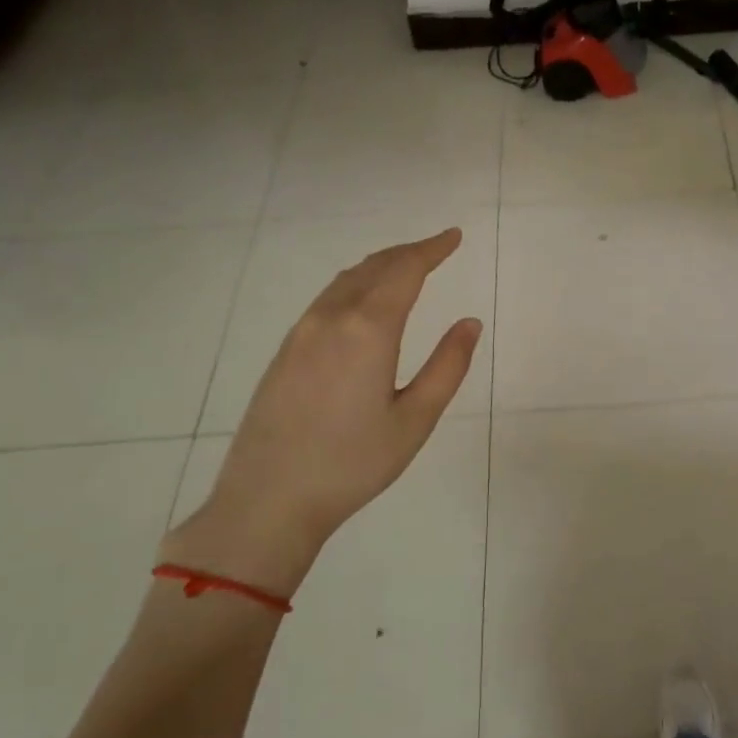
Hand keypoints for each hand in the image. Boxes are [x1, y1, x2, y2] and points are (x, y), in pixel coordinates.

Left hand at [159, 228, 482, 597]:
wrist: (267, 500)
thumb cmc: (352, 464)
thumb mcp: (415, 420)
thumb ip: (447, 366)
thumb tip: (469, 322)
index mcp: (368, 330)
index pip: (405, 271)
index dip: (432, 249)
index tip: (454, 236)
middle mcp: (331, 319)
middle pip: (373, 268)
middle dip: (408, 253)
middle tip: (437, 248)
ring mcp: (301, 333)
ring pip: (345, 281)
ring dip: (379, 267)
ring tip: (405, 268)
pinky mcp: (285, 352)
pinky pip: (326, 300)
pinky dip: (355, 285)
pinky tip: (363, 302)